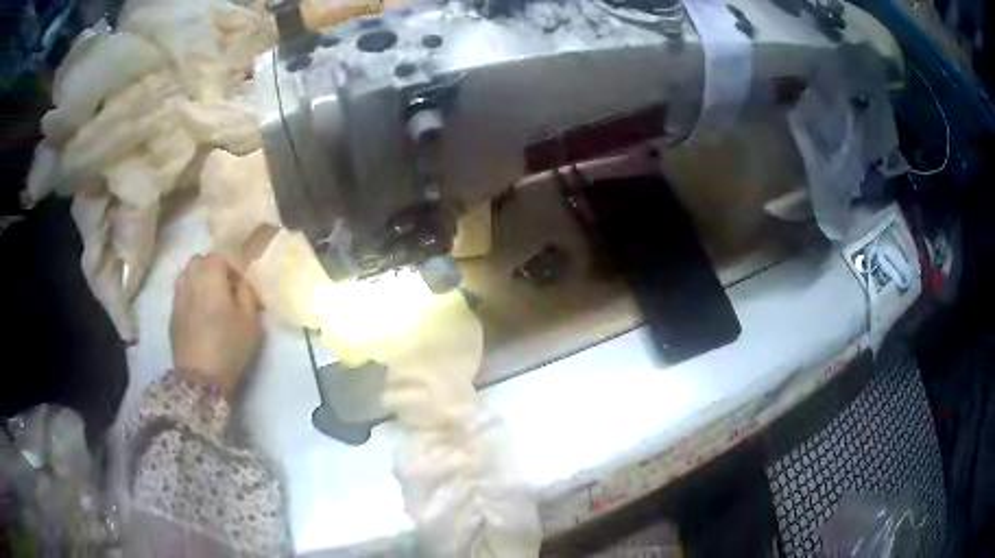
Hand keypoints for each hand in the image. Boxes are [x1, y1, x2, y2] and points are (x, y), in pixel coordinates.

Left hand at [171, 253, 260, 395]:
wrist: (200, 378)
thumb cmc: (229, 346)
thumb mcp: (251, 321)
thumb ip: (247, 294)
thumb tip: (239, 283)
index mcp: (210, 276)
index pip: (219, 256)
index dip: (231, 268)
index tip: (239, 288)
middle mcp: (190, 279)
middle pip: (198, 261)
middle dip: (211, 269)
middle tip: (223, 290)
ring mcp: (178, 297)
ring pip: (186, 276)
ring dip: (198, 281)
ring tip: (209, 301)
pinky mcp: (172, 315)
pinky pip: (181, 294)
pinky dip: (190, 297)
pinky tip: (199, 315)